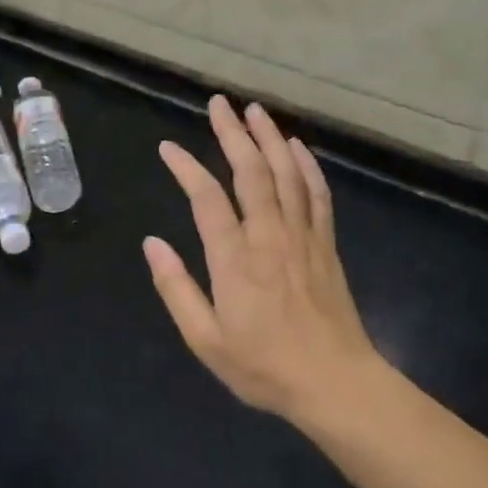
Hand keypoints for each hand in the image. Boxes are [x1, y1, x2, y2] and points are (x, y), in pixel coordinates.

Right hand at [143, 96, 383, 424]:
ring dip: (269, 138)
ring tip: (255, 110)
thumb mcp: (206, 340)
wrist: (335, 384)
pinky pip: (317, 194)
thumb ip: (176, 288)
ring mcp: (302, 235)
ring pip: (286, 174)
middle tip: (219, 103)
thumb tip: (152, 243)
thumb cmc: (264, 367)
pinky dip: (307, 166)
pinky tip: (298, 147)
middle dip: (232, 133)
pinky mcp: (325, 243)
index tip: (168, 147)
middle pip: (250, 171)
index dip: (186, 167)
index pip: (206, 198)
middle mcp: (269, 236)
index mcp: (235, 259)